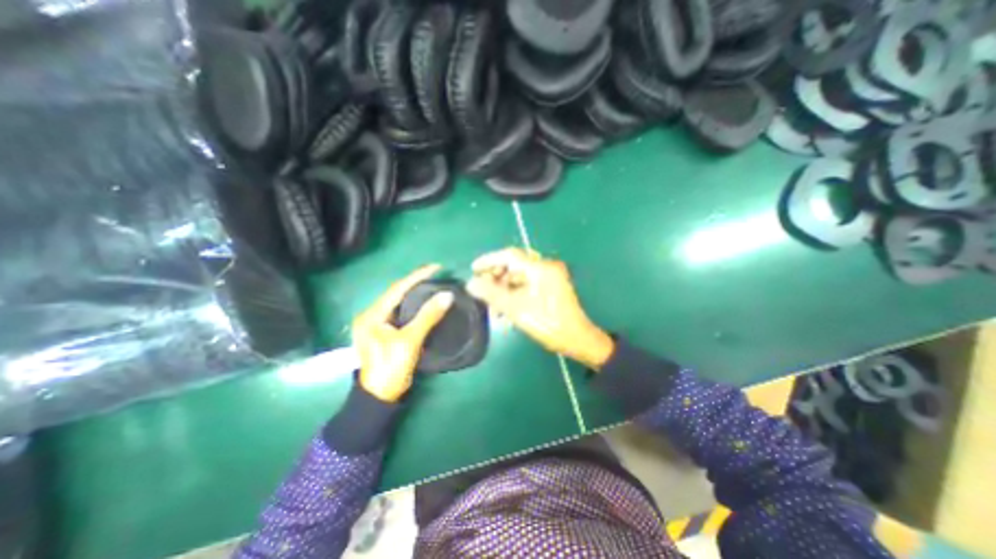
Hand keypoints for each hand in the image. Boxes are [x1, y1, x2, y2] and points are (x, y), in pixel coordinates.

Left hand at [354, 267, 453, 401]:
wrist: (379, 397)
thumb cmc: (391, 368)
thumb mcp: (410, 341)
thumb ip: (428, 317)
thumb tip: (447, 295)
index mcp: (372, 315)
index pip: (397, 289)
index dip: (417, 276)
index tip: (436, 267)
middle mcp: (371, 315)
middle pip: (396, 293)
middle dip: (415, 282)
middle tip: (435, 274)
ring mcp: (376, 324)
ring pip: (398, 302)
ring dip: (414, 292)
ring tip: (432, 283)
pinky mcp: (383, 332)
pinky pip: (400, 311)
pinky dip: (413, 305)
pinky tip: (423, 301)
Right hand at [467, 247, 614, 368]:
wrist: (578, 340)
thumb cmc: (549, 325)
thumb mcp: (517, 310)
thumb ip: (493, 294)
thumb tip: (471, 284)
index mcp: (541, 269)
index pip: (510, 255)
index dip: (489, 260)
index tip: (474, 269)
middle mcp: (547, 267)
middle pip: (514, 265)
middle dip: (496, 278)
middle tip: (482, 291)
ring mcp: (550, 277)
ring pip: (519, 277)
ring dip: (504, 290)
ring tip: (494, 309)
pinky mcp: (551, 286)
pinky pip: (527, 284)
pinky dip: (515, 294)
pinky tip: (506, 310)